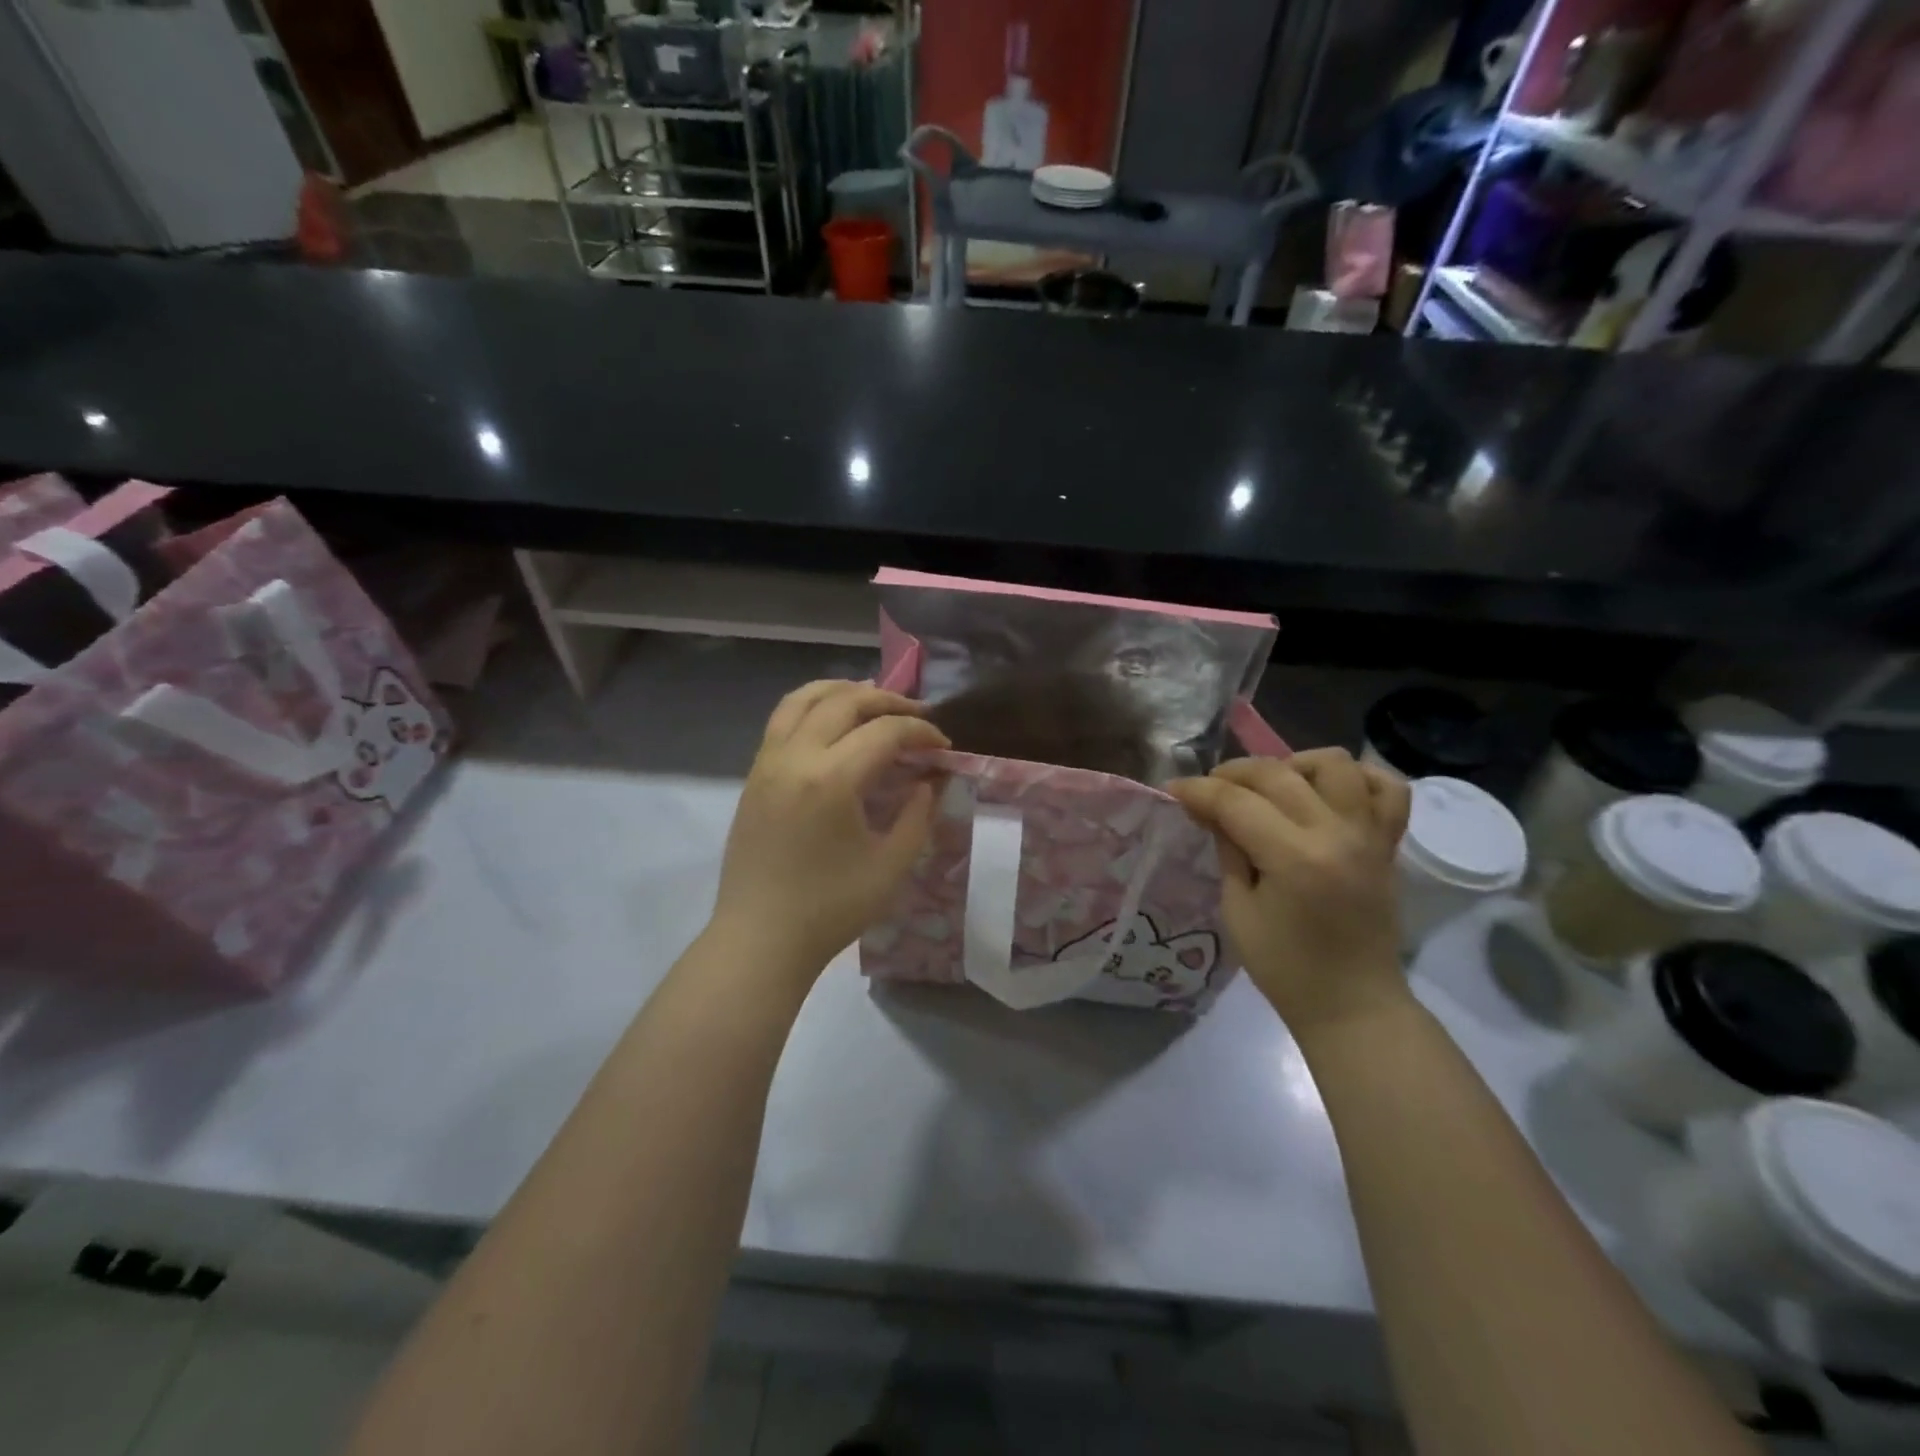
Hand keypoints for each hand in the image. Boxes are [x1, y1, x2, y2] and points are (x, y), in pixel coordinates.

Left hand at [710, 680, 948, 982]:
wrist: (759, 939)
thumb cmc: (830, 909)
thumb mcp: (890, 866)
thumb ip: (917, 816)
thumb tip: (930, 781)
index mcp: (831, 780)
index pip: (884, 732)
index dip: (921, 731)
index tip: (944, 744)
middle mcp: (795, 757)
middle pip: (844, 702)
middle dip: (888, 701)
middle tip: (917, 716)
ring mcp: (767, 763)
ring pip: (802, 699)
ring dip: (843, 691)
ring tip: (873, 701)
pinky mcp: (753, 776)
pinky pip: (782, 720)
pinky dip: (813, 707)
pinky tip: (834, 724)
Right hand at [1169, 748, 1411, 1035]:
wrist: (1353, 1004)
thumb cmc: (1285, 967)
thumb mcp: (1237, 910)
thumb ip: (1228, 850)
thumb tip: (1213, 810)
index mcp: (1294, 858)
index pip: (1236, 802)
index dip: (1198, 790)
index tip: (1174, 790)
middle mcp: (1337, 834)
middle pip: (1277, 773)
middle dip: (1233, 773)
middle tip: (1210, 791)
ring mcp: (1369, 834)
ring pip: (1334, 764)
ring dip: (1294, 765)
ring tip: (1273, 788)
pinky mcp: (1388, 843)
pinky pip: (1387, 788)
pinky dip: (1357, 777)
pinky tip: (1327, 791)